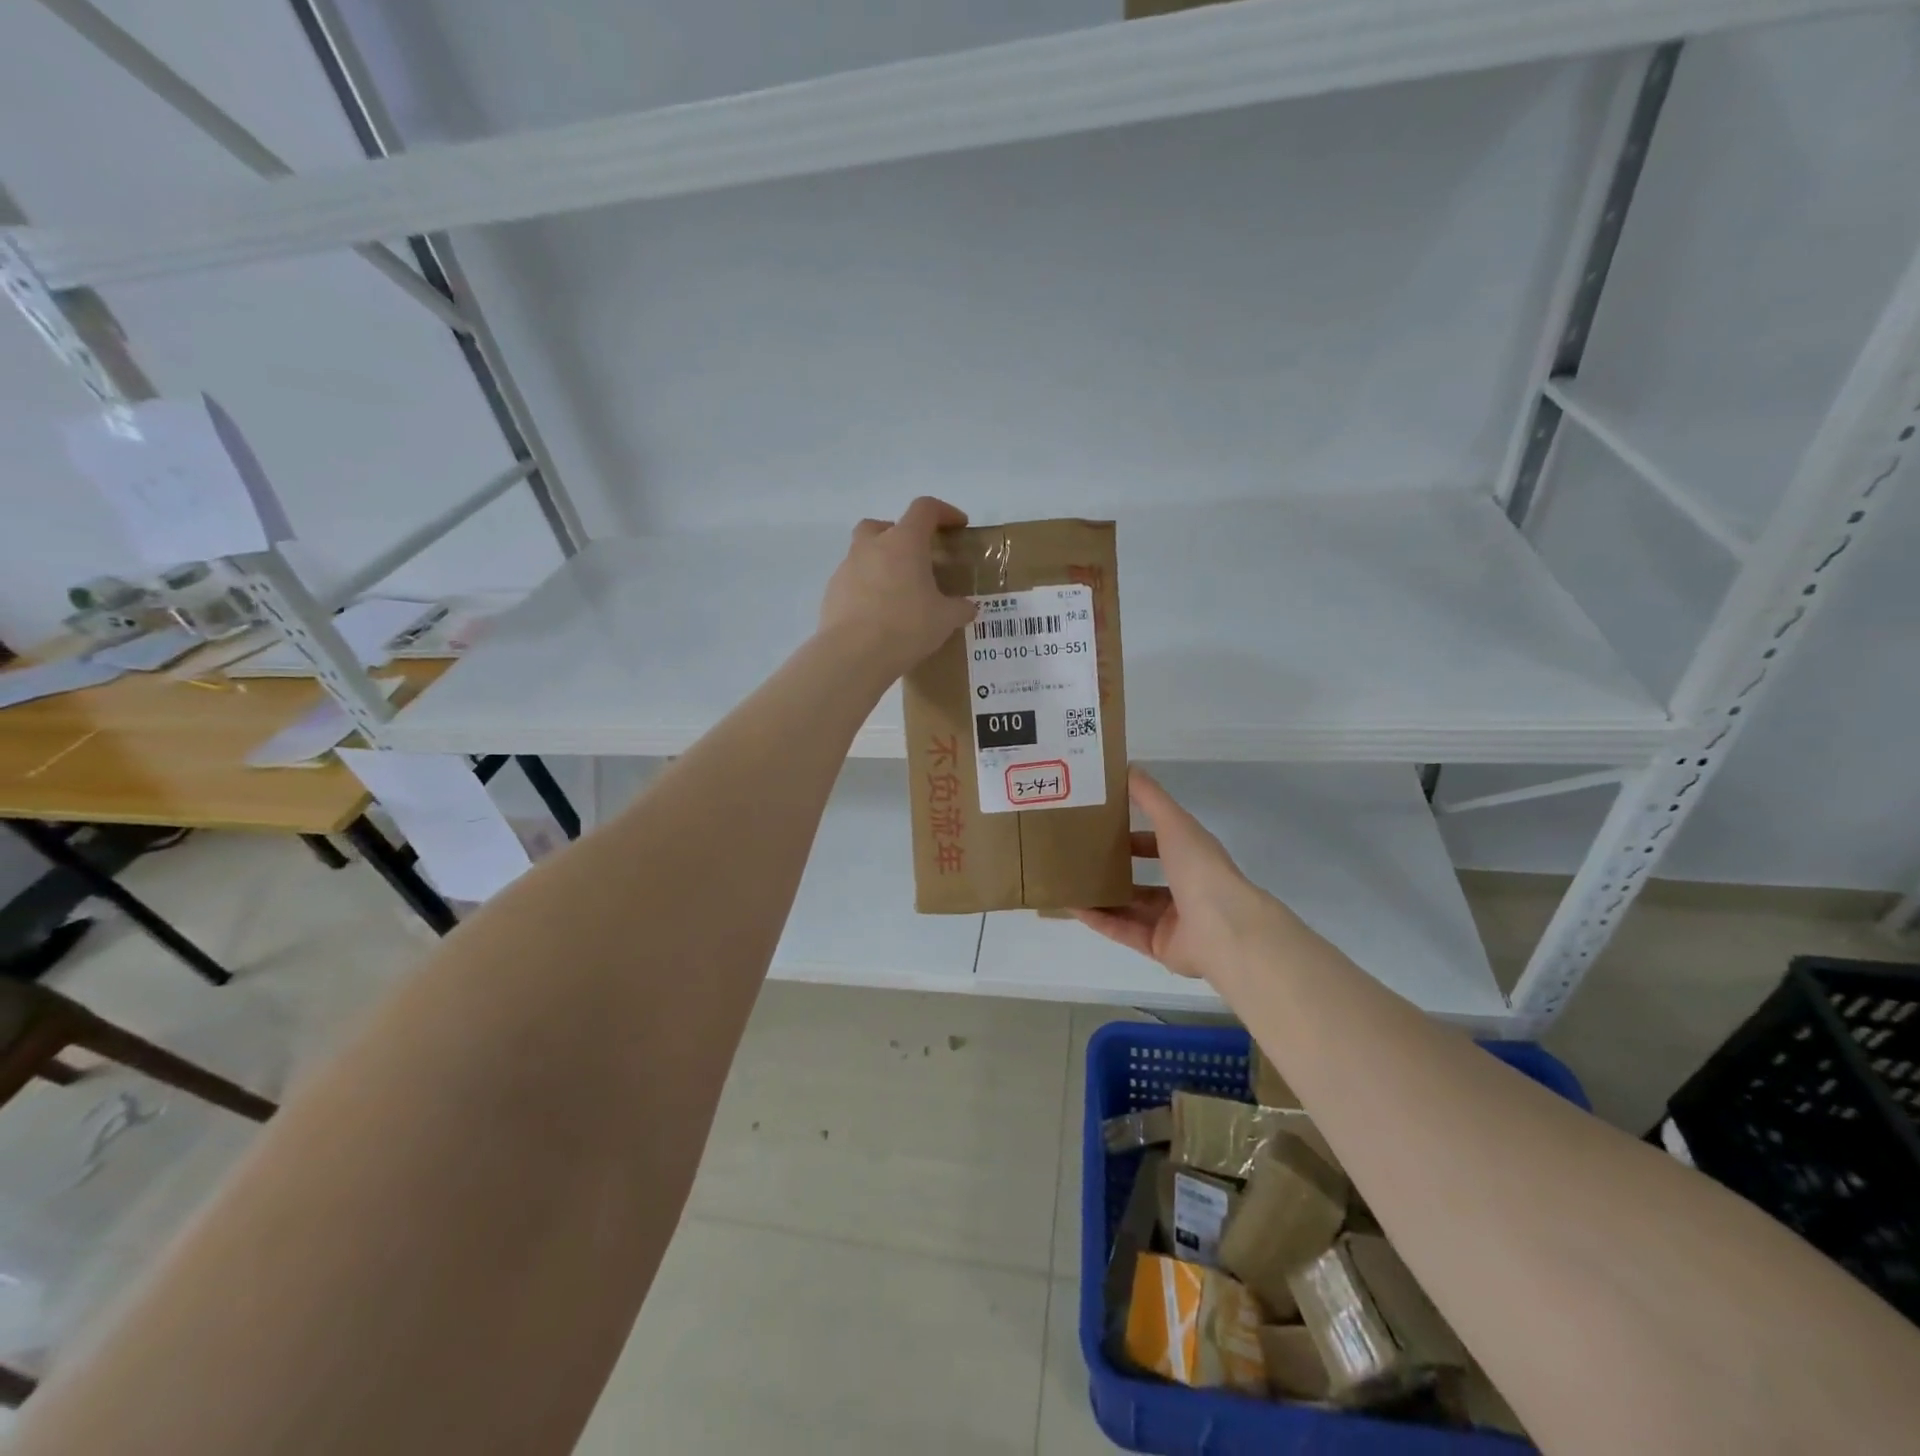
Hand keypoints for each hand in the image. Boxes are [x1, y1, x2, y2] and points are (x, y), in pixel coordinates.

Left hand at [819, 497, 977, 679]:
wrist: (853, 654)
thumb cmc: (906, 626)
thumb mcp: (945, 620)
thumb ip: (959, 609)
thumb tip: (967, 608)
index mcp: (904, 542)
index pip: (925, 509)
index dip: (944, 512)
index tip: (957, 526)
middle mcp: (872, 546)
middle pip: (883, 525)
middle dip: (900, 535)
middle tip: (916, 559)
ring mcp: (847, 568)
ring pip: (864, 554)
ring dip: (881, 565)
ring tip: (898, 594)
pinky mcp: (832, 592)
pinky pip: (852, 581)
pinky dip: (866, 590)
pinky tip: (878, 615)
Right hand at [1074, 768, 1285, 982]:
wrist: (1223, 930)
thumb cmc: (1200, 869)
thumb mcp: (1174, 823)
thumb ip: (1150, 797)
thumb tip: (1128, 767)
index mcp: (1192, 858)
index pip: (1160, 842)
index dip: (1133, 833)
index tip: (1102, 824)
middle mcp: (1184, 888)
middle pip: (1143, 877)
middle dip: (1114, 867)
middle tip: (1078, 855)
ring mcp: (1172, 920)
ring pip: (1129, 905)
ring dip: (1101, 894)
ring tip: (1068, 880)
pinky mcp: (1158, 946)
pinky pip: (1122, 930)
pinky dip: (1098, 919)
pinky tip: (1072, 906)